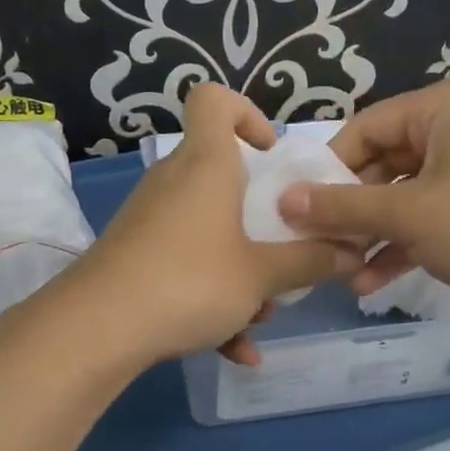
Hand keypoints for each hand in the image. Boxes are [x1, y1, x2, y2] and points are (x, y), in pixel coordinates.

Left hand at [56, 84, 357, 368]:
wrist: (96, 329)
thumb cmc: (189, 280)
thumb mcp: (261, 276)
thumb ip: (310, 261)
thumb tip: (353, 252)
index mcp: (206, 164)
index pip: (213, 100)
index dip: (245, 113)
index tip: (270, 154)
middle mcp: (174, 182)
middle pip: (221, 175)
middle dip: (258, 215)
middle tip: (282, 247)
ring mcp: (150, 219)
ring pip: (208, 230)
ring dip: (240, 267)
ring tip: (261, 314)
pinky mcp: (135, 255)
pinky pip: (184, 264)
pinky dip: (212, 298)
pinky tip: (236, 350)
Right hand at [277, 74, 449, 329]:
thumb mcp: (409, 215)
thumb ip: (341, 207)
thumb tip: (283, 200)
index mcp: (445, 104)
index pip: (364, 128)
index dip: (328, 171)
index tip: (299, 211)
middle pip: (384, 162)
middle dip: (352, 211)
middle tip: (320, 247)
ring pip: (408, 193)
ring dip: (375, 234)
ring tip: (343, 273)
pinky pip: (435, 212)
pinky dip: (407, 242)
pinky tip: (374, 280)